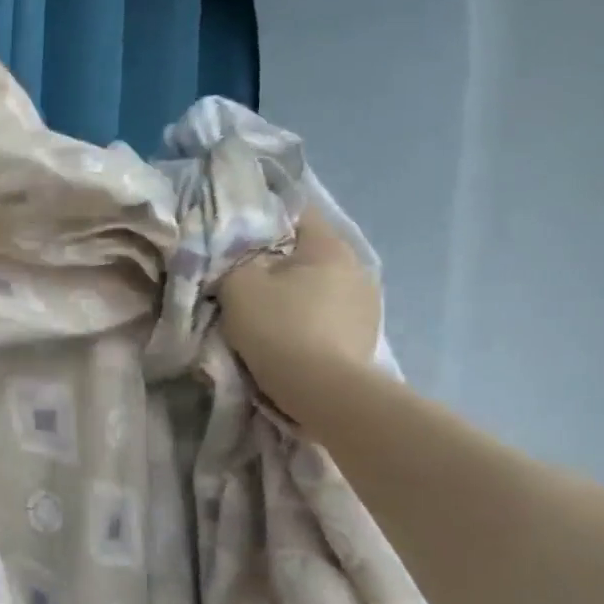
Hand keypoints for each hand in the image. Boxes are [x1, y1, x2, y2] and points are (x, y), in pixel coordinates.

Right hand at [216, 206, 381, 424]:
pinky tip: (289, 333)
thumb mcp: (238, 284)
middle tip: (246, 273)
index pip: (297, 213)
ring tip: (267, 308)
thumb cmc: (279, 326)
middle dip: (279, 260)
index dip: (266, 217)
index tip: (240, 231)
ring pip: (320, 284)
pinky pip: (329, 314)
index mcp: (329, 246)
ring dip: (296, 292)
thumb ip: (235, 261)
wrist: (322, 390)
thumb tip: (243, 261)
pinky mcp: (365, 335)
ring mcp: (367, 303)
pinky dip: (308, 317)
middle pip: (309, 252)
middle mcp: (357, 267)